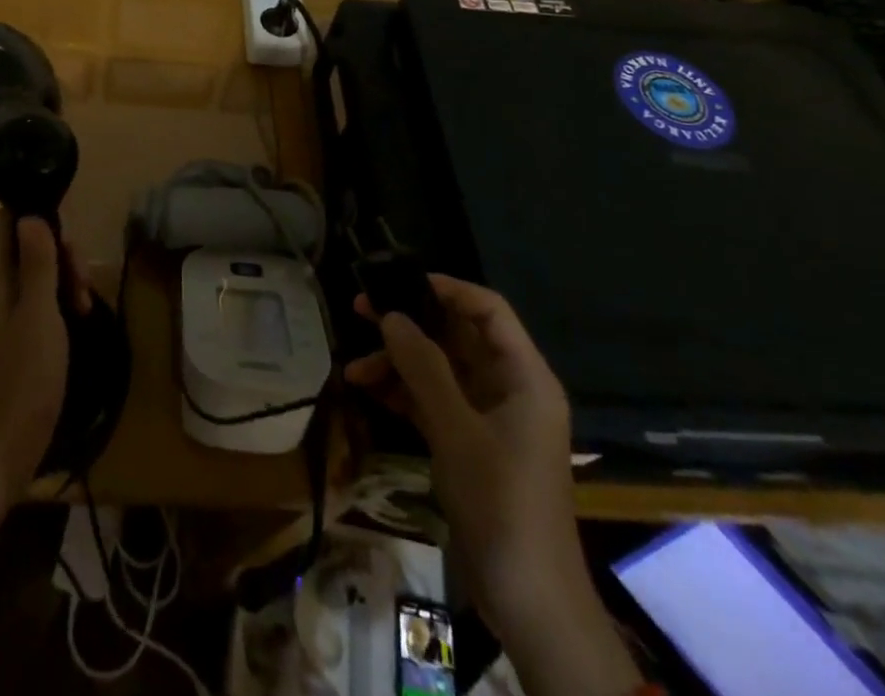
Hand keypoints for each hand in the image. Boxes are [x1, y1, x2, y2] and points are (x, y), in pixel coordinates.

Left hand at [0, 212, 91, 550]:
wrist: (6, 447)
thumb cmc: (25, 377)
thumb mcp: (39, 314)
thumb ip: (36, 262)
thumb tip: (31, 213)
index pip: (6, 223)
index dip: (35, 214)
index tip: (69, 230)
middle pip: (28, 244)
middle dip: (61, 252)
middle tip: (83, 281)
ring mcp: (5, 312)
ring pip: (38, 271)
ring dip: (65, 277)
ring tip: (86, 304)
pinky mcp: (17, 334)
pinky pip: (40, 298)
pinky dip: (61, 299)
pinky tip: (81, 316)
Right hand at [345, 276, 638, 695]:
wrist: (530, 603)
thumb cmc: (502, 504)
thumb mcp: (457, 430)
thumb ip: (423, 368)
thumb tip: (390, 315)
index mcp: (523, 377)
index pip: (488, 310)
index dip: (446, 289)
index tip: (398, 281)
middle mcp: (508, 389)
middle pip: (456, 337)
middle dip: (409, 324)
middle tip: (360, 309)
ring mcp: (487, 418)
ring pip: (438, 369)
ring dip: (397, 362)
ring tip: (354, 365)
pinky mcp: (469, 444)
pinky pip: (432, 401)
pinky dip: (401, 393)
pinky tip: (365, 389)